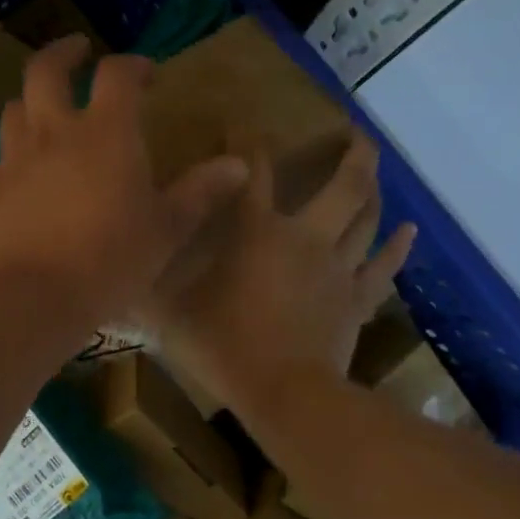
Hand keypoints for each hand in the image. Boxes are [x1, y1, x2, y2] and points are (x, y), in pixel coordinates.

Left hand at [0, 35, 248, 336]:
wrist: (32, 296)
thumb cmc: (111, 259)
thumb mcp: (167, 229)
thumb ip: (201, 192)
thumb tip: (239, 165)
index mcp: (106, 132)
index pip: (117, 74)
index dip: (133, 65)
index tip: (148, 73)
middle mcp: (55, 132)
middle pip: (46, 70)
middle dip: (64, 53)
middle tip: (78, 52)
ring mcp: (17, 159)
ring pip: (15, 108)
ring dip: (33, 100)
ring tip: (48, 110)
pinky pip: (4, 156)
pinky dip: (19, 151)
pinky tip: (30, 173)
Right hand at [140, 133, 414, 420]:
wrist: (285, 395)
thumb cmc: (224, 348)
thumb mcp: (171, 317)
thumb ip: (144, 292)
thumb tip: (110, 279)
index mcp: (257, 234)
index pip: (252, 174)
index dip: (247, 144)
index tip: (244, 123)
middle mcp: (305, 239)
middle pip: (342, 187)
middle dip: (352, 155)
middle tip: (357, 133)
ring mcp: (338, 270)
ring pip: (366, 219)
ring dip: (374, 190)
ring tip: (377, 170)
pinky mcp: (356, 301)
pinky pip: (383, 268)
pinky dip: (397, 247)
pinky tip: (409, 229)